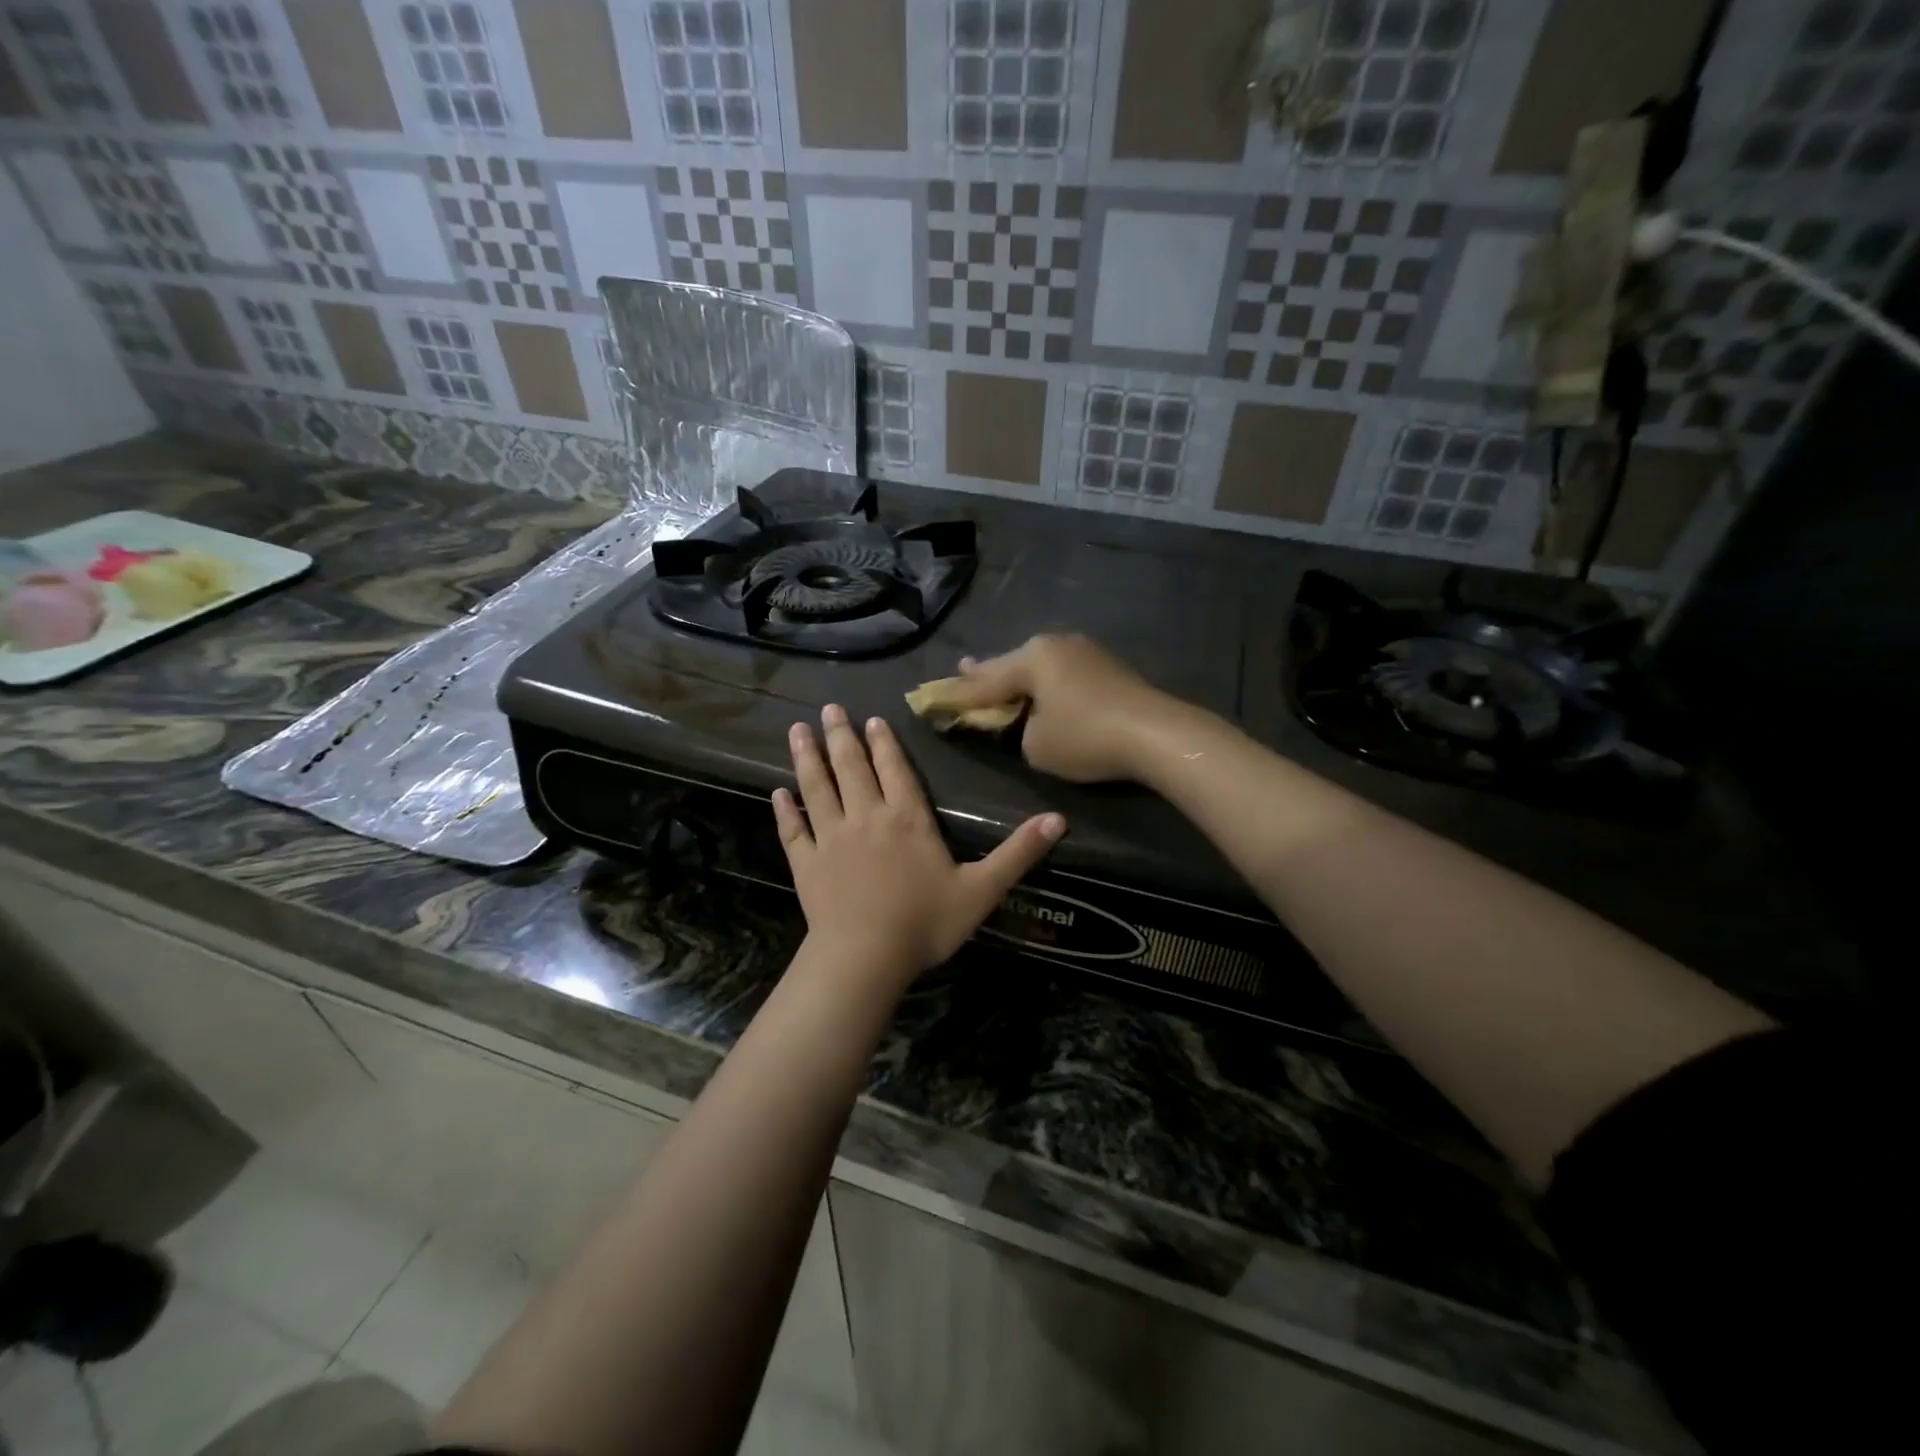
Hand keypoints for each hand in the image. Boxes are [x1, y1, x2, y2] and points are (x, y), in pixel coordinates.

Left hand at [773, 705, 1064, 986]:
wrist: (865, 958)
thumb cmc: (926, 923)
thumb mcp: (982, 890)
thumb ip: (1018, 853)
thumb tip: (1059, 819)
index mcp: (908, 819)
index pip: (895, 770)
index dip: (884, 743)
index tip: (871, 719)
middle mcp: (866, 817)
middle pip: (851, 767)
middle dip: (841, 736)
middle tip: (828, 710)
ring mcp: (832, 838)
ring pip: (817, 788)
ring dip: (807, 758)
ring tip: (797, 730)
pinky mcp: (807, 863)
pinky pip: (794, 830)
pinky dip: (785, 810)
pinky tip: (778, 793)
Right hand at [940, 634, 1188, 783]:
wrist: (1156, 734)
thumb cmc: (1086, 738)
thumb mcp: (1036, 745)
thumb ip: (1019, 731)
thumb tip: (1030, 721)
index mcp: (1031, 658)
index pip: (984, 682)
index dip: (958, 696)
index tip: (932, 698)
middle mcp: (1054, 645)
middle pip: (1010, 664)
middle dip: (985, 674)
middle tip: (960, 672)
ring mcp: (1084, 651)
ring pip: (1038, 666)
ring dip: (1017, 675)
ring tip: (995, 674)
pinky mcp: (1106, 666)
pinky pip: (1061, 673)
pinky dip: (1045, 683)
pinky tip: (1040, 685)